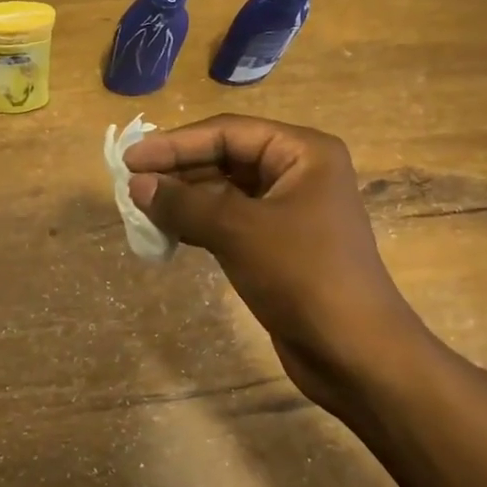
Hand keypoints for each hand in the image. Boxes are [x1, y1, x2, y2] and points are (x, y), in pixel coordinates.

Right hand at [123, 115, 428, 413]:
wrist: (356, 354)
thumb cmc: (303, 275)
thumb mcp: (238, 230)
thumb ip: (184, 202)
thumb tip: (137, 185)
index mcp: (303, 152)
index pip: (228, 132)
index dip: (175, 144)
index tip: (131, 159)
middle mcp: (298, 173)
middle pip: (226, 157)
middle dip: (179, 170)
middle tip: (131, 183)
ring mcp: (290, 210)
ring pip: (225, 192)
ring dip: (184, 198)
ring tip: (141, 207)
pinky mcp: (278, 245)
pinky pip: (230, 221)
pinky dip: (198, 223)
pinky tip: (168, 232)